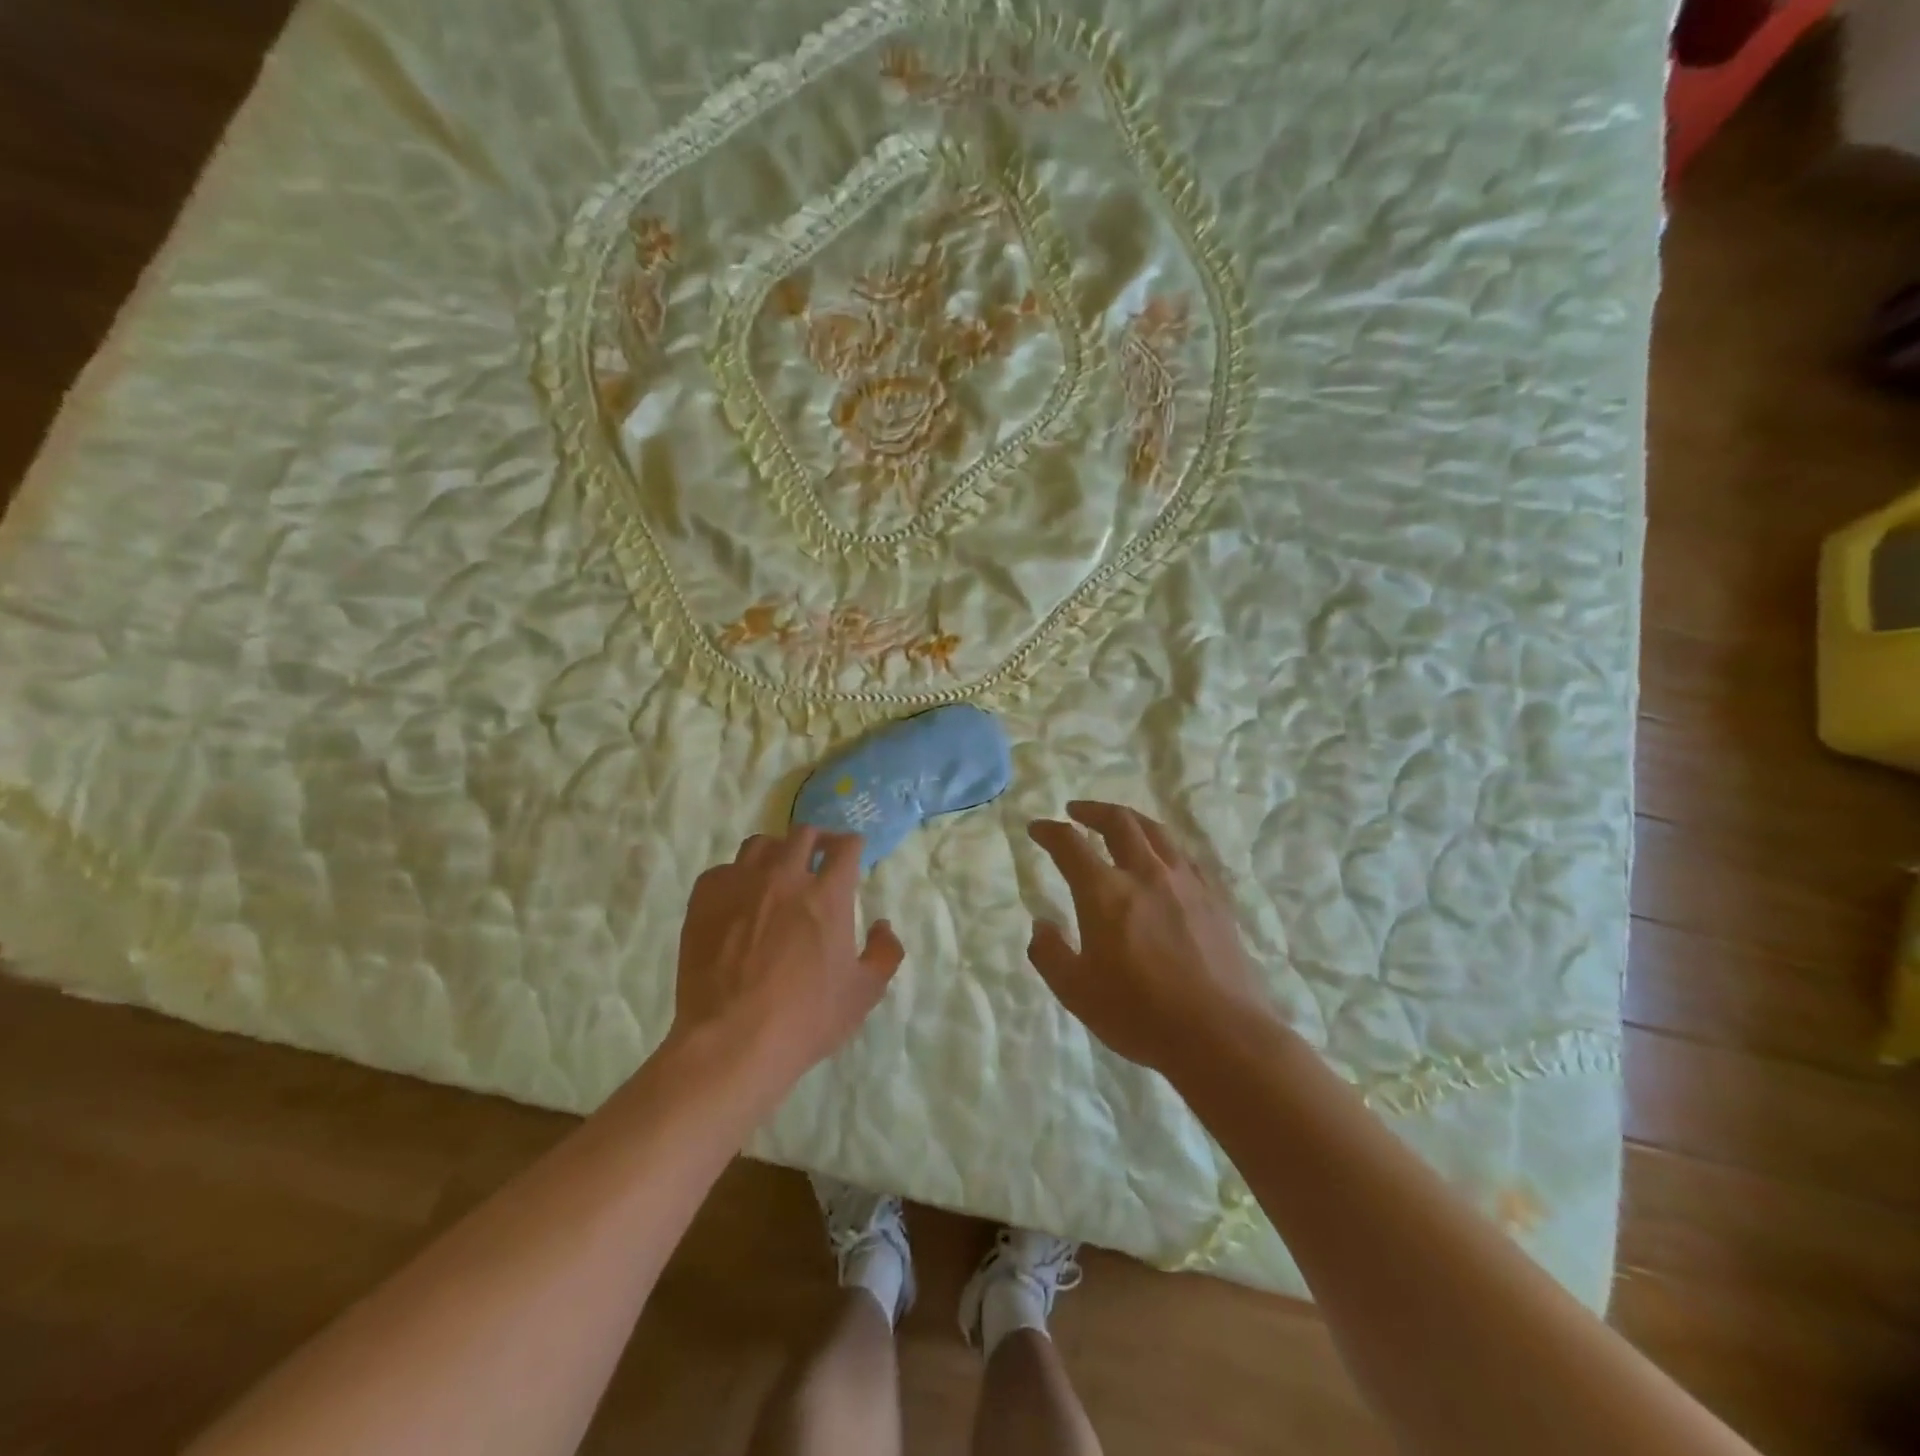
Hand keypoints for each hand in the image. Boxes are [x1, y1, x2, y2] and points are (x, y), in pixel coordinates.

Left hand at [669, 827, 904, 1087]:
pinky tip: (738, 899)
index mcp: (827, 895)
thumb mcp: (864, 993)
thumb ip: (884, 953)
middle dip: (817, 841)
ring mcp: (740, 884)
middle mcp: (784, 877)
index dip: (852, 845)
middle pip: (803, 834)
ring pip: (760, 844)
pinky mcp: (704, 899)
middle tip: (819, 858)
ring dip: (776, 852)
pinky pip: (723, 870)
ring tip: (777, 872)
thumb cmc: (805, 1019)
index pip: (845, 846)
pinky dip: (736, 877)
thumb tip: (882, 926)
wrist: (731, 1041)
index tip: (852, 852)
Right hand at [1027, 801, 1268, 1075]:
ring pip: (1155, 832)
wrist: (1220, 1034)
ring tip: (1118, 823)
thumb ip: (1049, 953)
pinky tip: (1162, 858)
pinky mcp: (1214, 898)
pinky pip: (1184, 855)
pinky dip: (1163, 845)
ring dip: (1129, 820)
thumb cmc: (1139, 1014)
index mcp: (1105, 892)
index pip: (1070, 844)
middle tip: (1076, 811)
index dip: (1049, 831)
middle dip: (1092, 810)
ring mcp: (1185, 882)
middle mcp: (1145, 874)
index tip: (1037, 828)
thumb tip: (1041, 924)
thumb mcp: (1076, 992)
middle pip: (1118, 822)